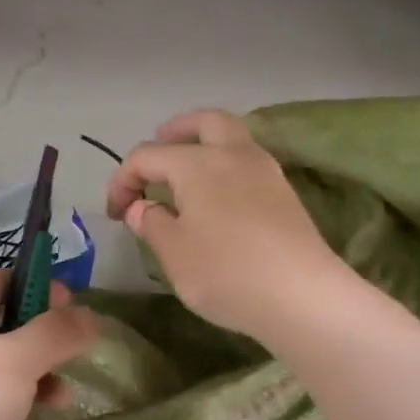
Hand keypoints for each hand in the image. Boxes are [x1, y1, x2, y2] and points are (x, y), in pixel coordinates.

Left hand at [0, 270, 97, 419]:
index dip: (39, 287)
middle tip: (72, 362)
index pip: (1, 280)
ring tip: (59, 406)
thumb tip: (88, 315)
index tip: (73, 310)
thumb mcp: (17, 360)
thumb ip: (56, 333)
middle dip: (43, 346)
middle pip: (3, 329)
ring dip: (33, 386)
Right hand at [106, 109, 344, 340]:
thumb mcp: (174, 253)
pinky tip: (217, 199)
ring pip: (232, 139)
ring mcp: (265, 171)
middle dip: (176, 131)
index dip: (123, 180)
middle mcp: (234, 154)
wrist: (303, 297)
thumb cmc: (227, 272)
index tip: (116, 213)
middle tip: (158, 154)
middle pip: (204, 122)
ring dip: (205, 146)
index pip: (148, 156)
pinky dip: (226, 167)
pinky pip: (248, 163)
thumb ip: (151, 223)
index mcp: (198, 163)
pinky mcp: (284, 194)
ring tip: (186, 179)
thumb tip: (141, 207)